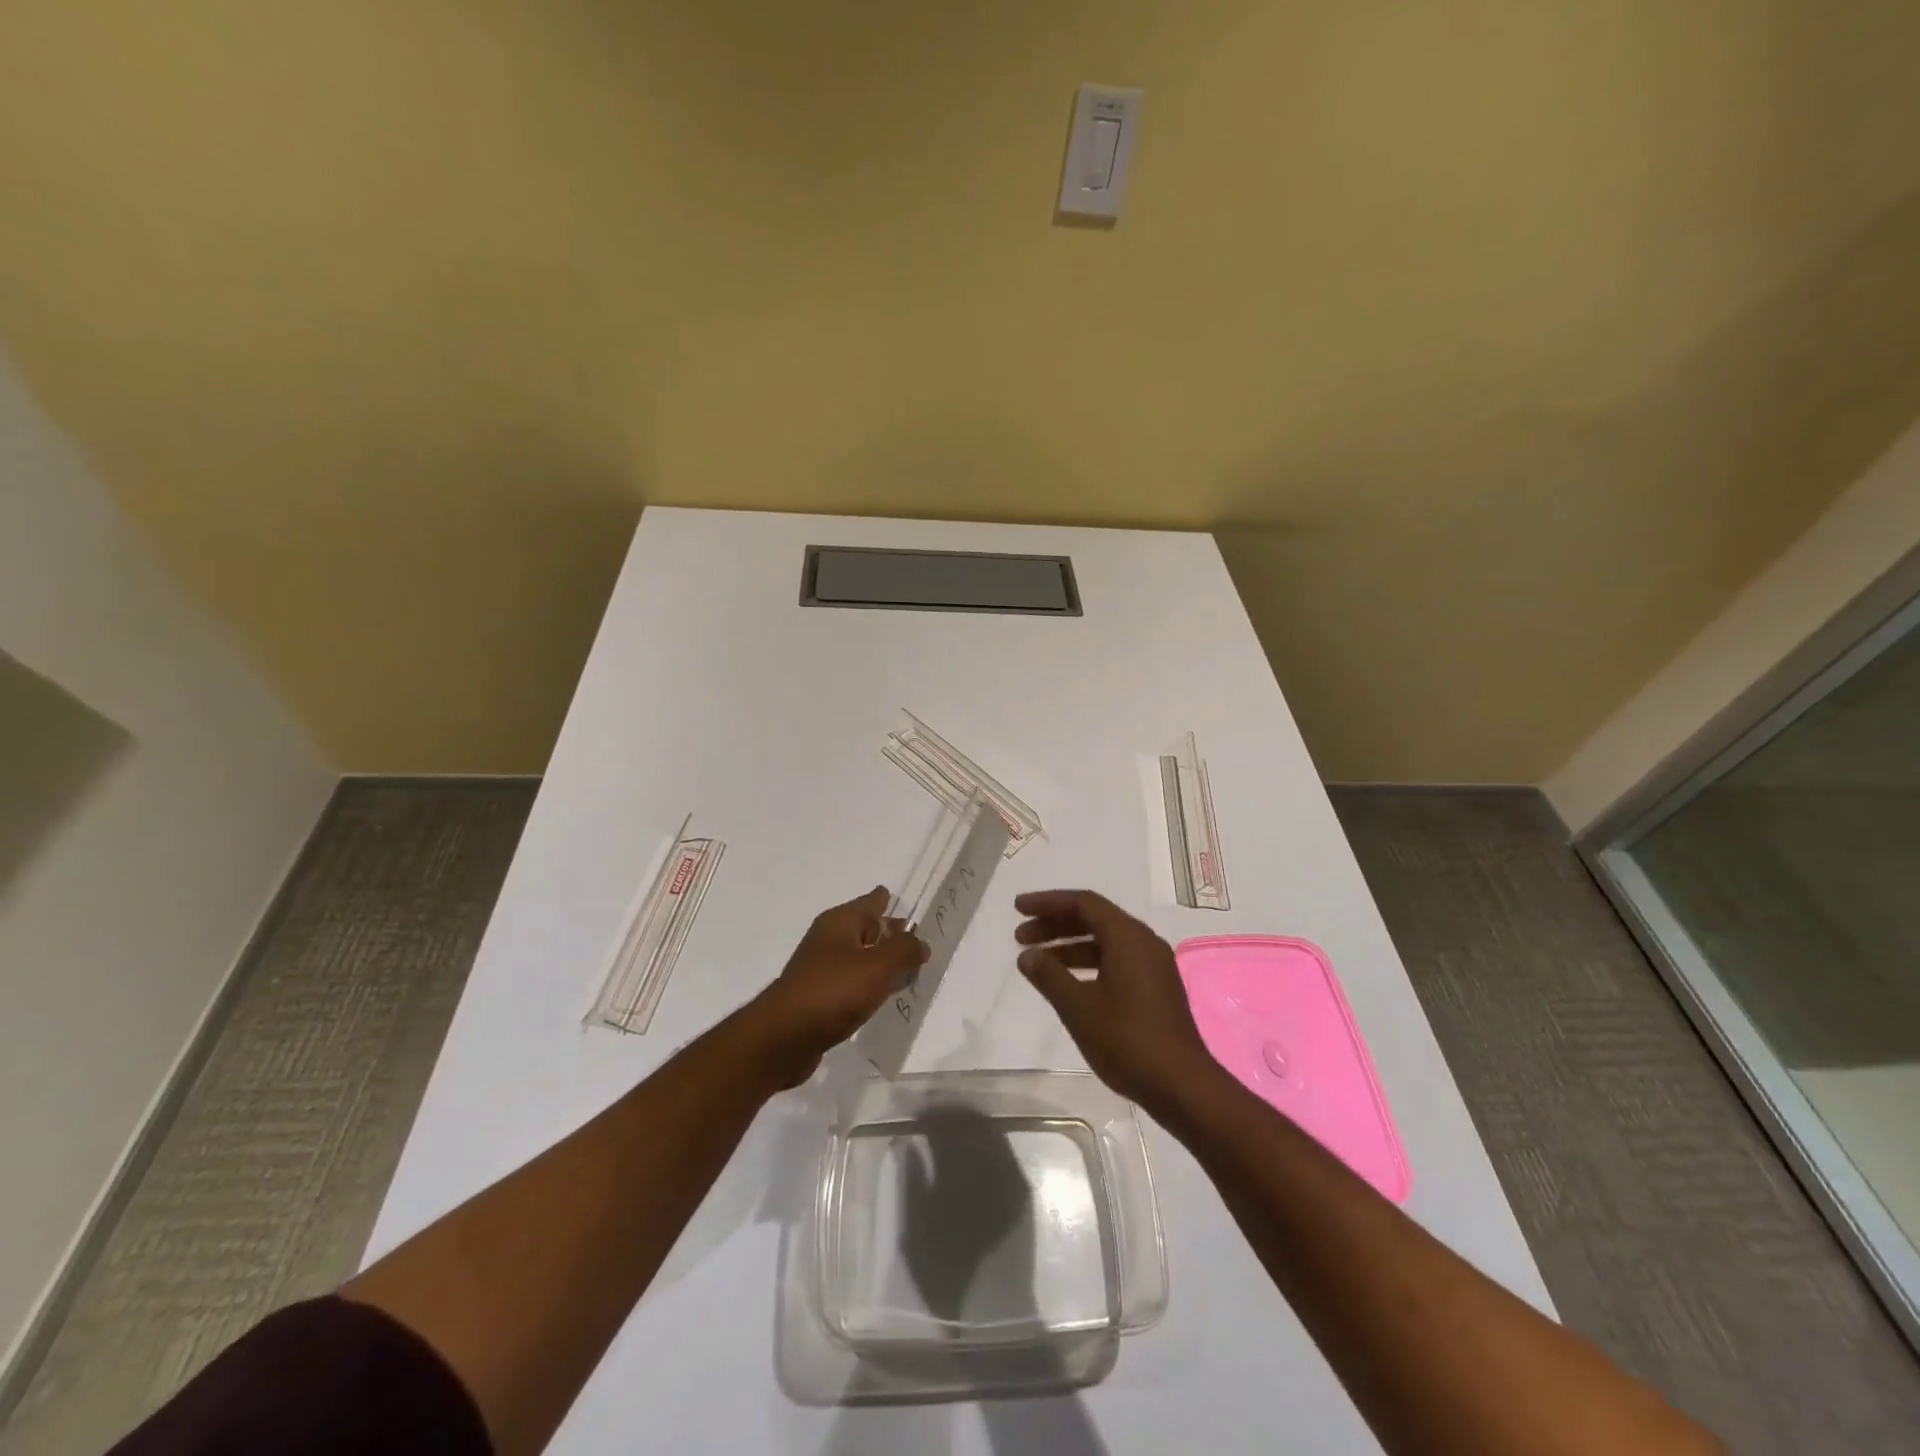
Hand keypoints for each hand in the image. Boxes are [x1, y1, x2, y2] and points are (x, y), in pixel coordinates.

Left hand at [746, 886, 928, 1087]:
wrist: (783, 1038)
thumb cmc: (833, 992)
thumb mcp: (878, 966)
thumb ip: (905, 950)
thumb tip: (920, 942)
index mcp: (840, 922)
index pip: (870, 902)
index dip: (887, 900)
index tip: (902, 899)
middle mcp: (829, 940)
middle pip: (866, 930)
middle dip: (889, 933)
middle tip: (918, 939)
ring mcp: (821, 970)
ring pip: (860, 958)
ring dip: (881, 962)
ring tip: (909, 970)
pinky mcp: (819, 999)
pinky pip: (852, 984)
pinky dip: (869, 986)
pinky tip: (883, 997)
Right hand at [1015, 889, 1221, 1115]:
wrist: (1182, 1086)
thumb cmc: (1127, 1040)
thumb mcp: (1078, 1008)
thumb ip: (1049, 976)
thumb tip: (1027, 955)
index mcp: (1128, 937)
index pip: (1083, 903)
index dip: (1048, 902)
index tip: (1018, 908)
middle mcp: (1144, 942)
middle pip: (1094, 918)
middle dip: (1055, 924)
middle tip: (1020, 936)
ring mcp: (1153, 965)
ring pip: (1105, 941)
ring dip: (1069, 945)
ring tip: (1036, 960)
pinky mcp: (1156, 987)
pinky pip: (1116, 959)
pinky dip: (1088, 962)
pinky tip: (1067, 982)